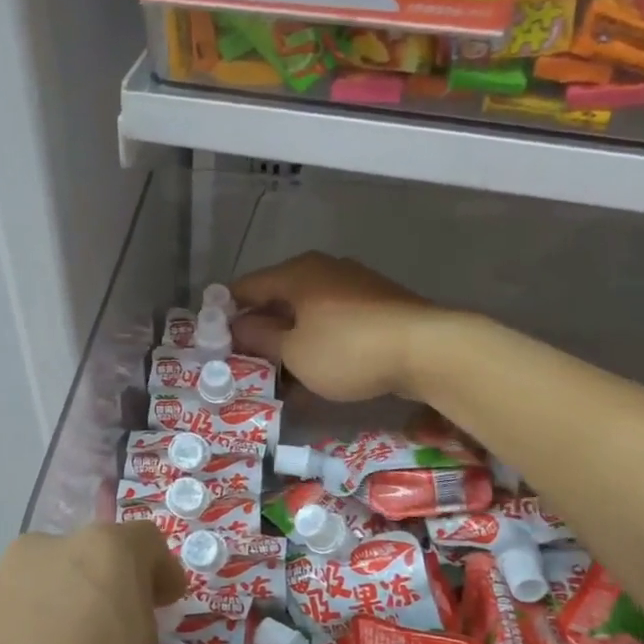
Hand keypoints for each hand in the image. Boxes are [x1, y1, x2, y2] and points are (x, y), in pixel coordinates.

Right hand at [232, 252, 442, 402]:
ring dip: (290, 339)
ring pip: (308, 311)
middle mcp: (323, 269)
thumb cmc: (347, 349)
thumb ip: (261, 338)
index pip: (246, 287)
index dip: (227, 312)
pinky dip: (318, 340)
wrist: (427, 349)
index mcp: (296, 273)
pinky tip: (316, 369)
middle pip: (278, 297)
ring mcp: (353, 284)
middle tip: (246, 362)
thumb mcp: (294, 351)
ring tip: (279, 373)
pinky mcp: (377, 304)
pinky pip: (334, 320)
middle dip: (260, 329)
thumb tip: (239, 326)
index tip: (216, 342)